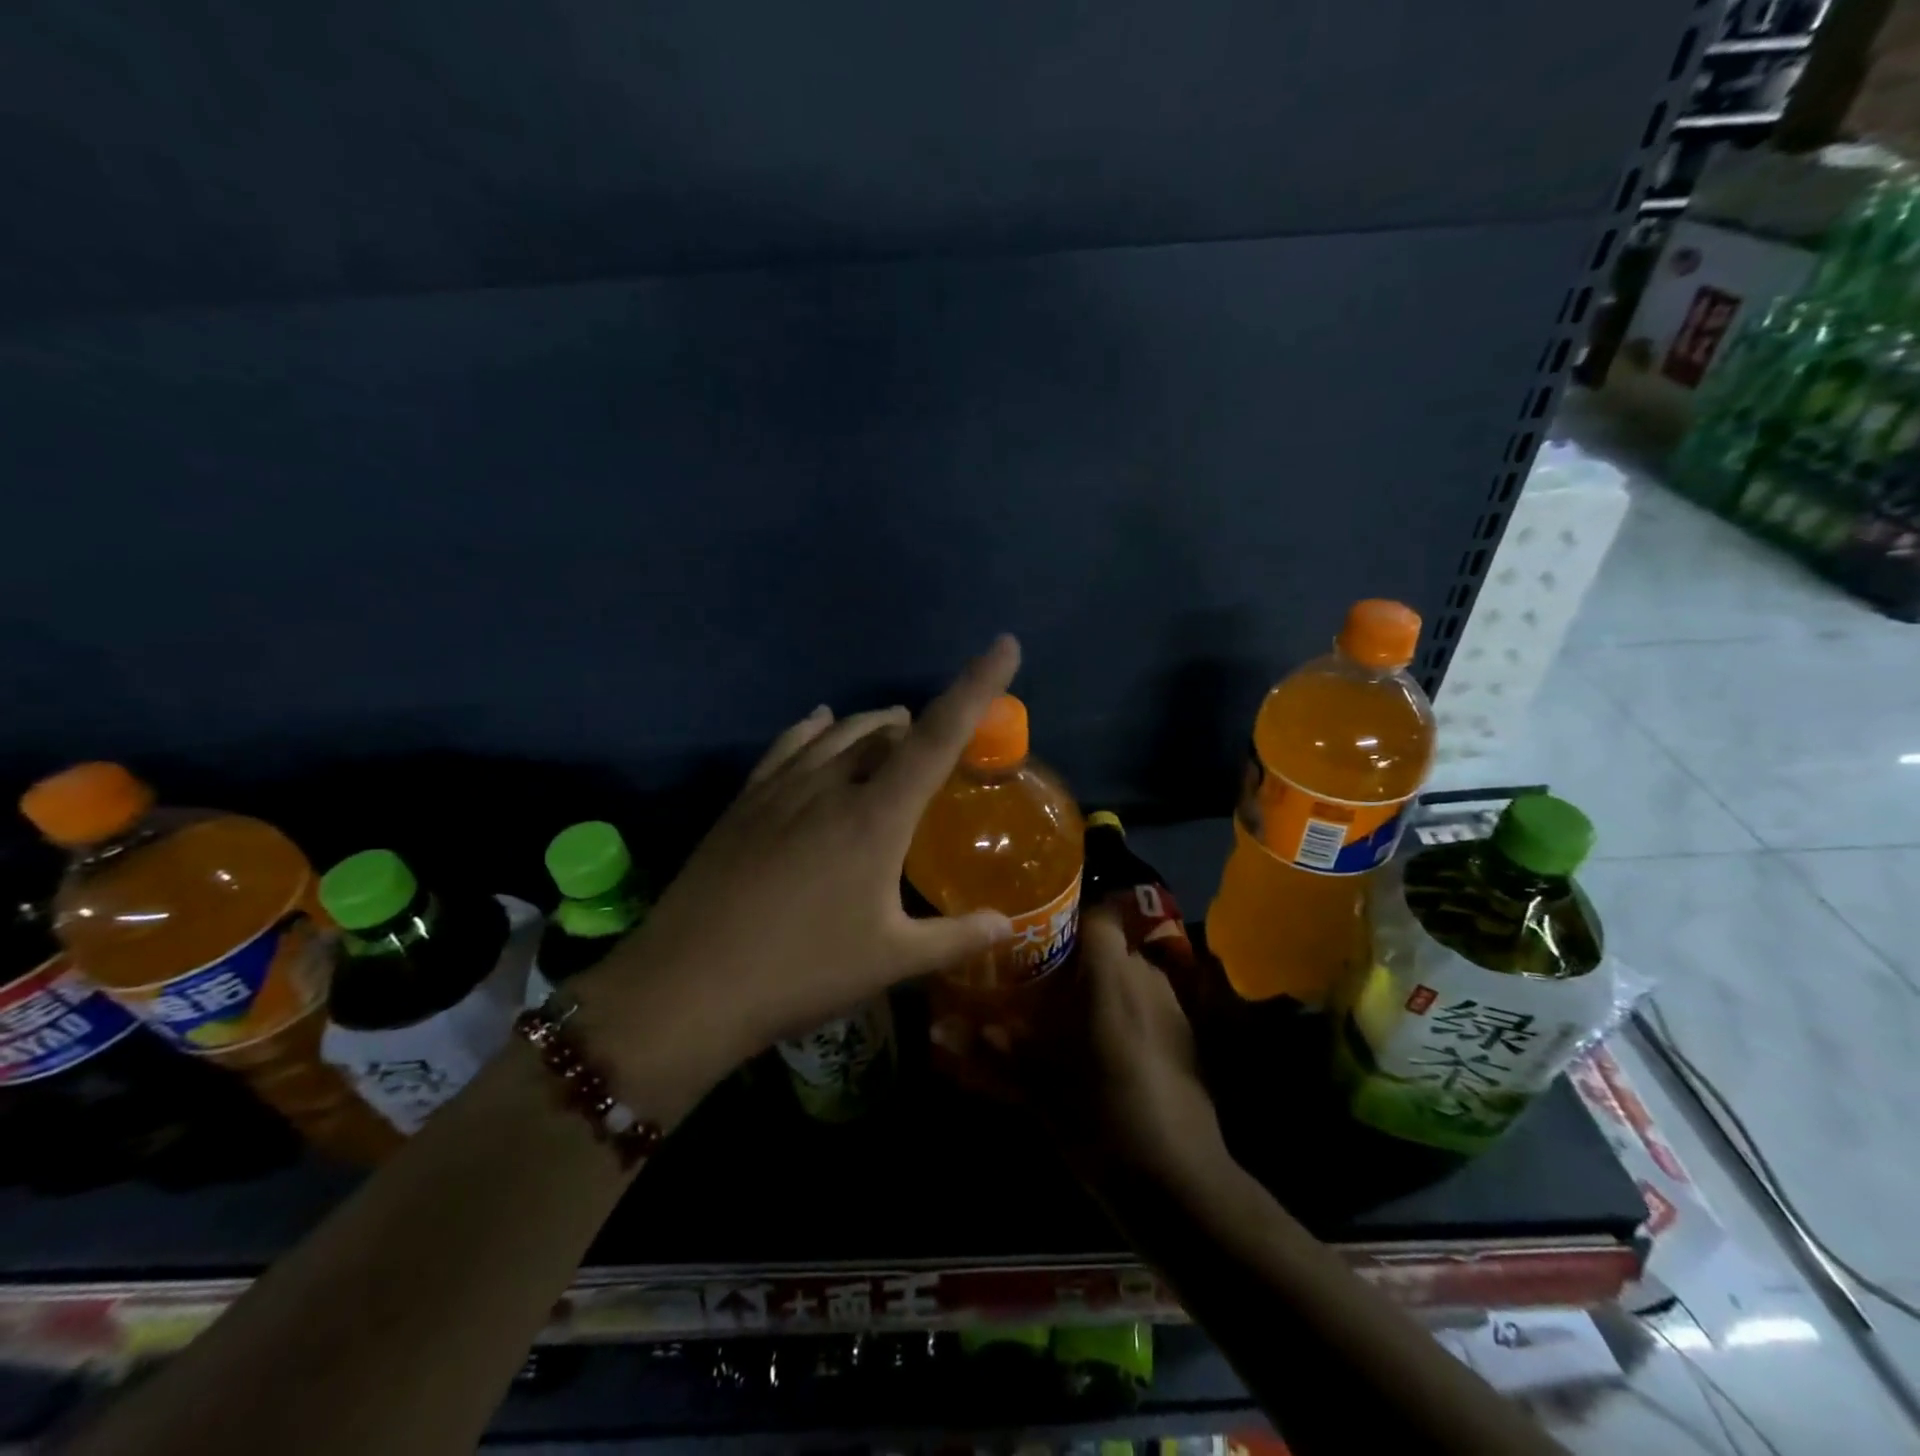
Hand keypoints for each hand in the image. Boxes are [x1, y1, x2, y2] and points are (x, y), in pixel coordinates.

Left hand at [573, 637, 1022, 1115]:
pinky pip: (789, 745)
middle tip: (941, 746)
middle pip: (886, 731)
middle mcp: (830, 785)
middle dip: (920, 726)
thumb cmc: (802, 972)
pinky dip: (815, 728)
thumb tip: (1008, 924)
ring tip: (893, 731)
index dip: (977, 686)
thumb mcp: (891, 960)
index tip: (1005, 645)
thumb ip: (957, 938)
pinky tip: (819, 723)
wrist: (688, 987)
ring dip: (873, 726)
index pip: (939, 735)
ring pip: (838, 732)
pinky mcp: (744, 801)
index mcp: (876, 815)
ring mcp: (781, 788)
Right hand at [937, 899, 1227, 1183]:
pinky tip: (1108, 1051)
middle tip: (1045, 984)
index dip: (1073, 920)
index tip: (1041, 941)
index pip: (1101, 916)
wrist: (1180, 1184)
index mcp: (1112, 979)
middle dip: (1081, 961)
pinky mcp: (1188, 1041)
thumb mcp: (1038, 1088)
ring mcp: (1174, 1011)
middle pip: (1114, 948)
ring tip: (1072, 1018)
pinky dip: (1129, 1014)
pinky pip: (1151, 1006)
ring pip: (1133, 977)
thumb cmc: (1102, 1120)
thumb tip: (938, 1029)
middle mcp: (1147, 982)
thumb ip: (991, 1051)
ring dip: (1106, 988)